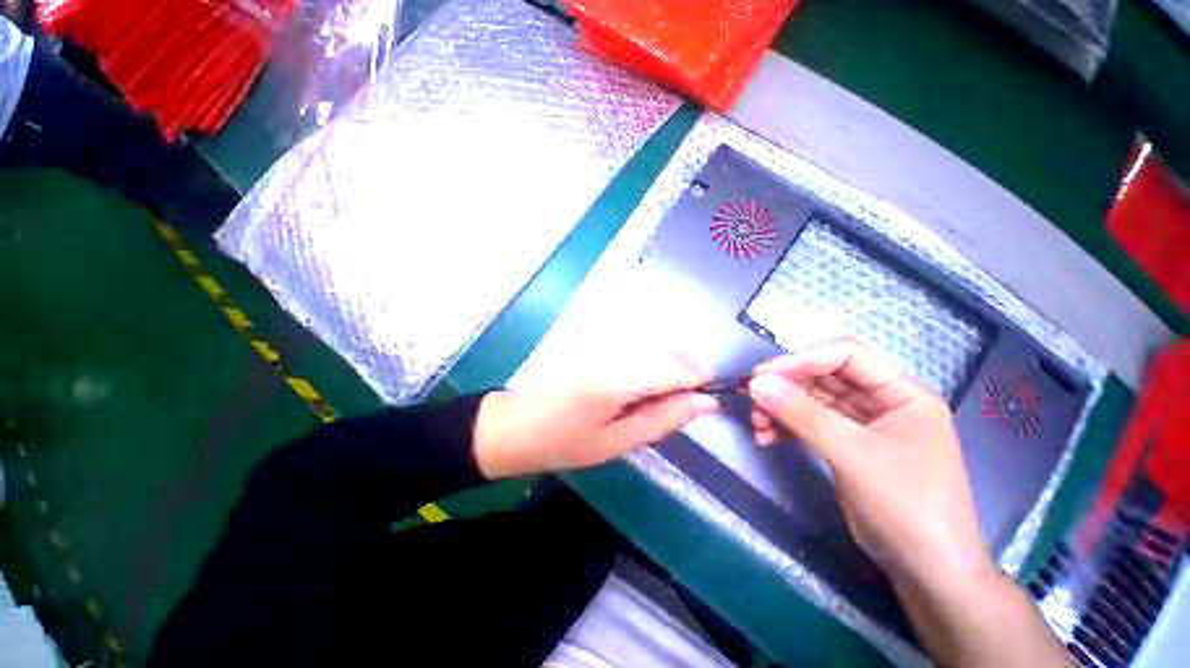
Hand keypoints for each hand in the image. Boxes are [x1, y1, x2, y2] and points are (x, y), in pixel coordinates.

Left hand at [473, 353, 718, 478]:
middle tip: (679, 406)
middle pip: (669, 351)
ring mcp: (603, 342)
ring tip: (655, 400)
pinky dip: (650, 362)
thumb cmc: (565, 442)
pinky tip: (637, 386)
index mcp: (618, 378)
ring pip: (656, 346)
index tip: (708, 400)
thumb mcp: (617, 442)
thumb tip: (705, 403)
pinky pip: (638, 346)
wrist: (517, 424)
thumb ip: (663, 419)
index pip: (676, 367)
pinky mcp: (596, 341)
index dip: (700, 380)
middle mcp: (614, 350)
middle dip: (686, 375)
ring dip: (668, 369)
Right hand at [746, 340, 990, 586]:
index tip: (761, 374)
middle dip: (785, 387)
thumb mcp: (853, 454)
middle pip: (823, 378)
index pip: (845, 356)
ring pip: (812, 402)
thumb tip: (756, 382)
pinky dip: (786, 428)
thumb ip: (802, 414)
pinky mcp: (846, 447)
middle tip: (751, 398)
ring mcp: (862, 426)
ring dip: (781, 409)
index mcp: (902, 393)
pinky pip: (809, 425)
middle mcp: (882, 403)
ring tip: (757, 424)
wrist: (927, 572)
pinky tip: (766, 438)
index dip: (802, 360)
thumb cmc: (906, 506)